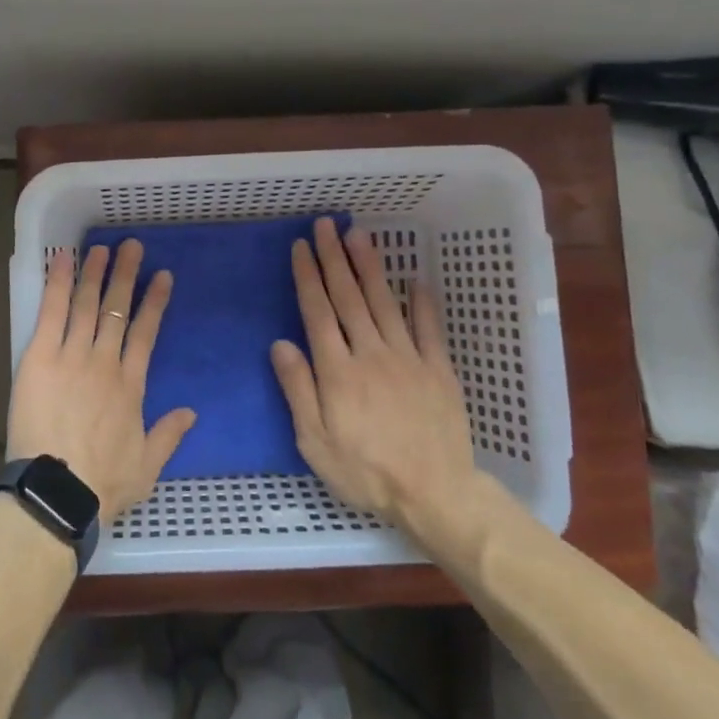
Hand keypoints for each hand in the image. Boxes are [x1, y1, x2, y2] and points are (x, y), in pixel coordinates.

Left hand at [6, 240, 195, 518]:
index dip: (155, 302)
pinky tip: (61, 259)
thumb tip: (191, 411)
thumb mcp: (147, 467)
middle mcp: (104, 362)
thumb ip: (169, 435)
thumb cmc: (103, 484)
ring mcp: (72, 356)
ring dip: (93, 273)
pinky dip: (56, 284)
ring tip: (100, 248)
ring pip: (86, 305)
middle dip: (125, 276)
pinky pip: (51, 313)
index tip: (163, 276)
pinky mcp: (40, 357)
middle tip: (132, 246)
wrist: (58, 493)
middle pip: (116, 310)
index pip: (146, 333)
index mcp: (130, 385)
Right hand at [270, 217, 478, 531]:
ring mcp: (408, 358)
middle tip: (326, 225)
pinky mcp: (437, 369)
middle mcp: (371, 353)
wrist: (435, 493)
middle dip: (334, 258)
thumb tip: (280, 344)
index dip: (308, 277)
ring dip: (370, 267)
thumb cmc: (365, 472)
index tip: (301, 247)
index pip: (318, 312)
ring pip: (384, 303)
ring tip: (359, 236)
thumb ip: (298, 390)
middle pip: (349, 298)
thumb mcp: (315, 442)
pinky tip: (415, 280)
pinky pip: (428, 328)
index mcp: (338, 371)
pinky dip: (421, 302)